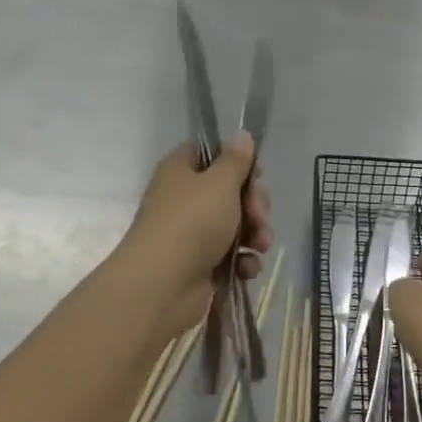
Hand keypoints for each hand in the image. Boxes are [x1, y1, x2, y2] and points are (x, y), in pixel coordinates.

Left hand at [119, 135, 272, 338]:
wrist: (162, 286)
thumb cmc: (191, 223)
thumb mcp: (220, 183)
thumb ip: (236, 160)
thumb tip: (242, 135)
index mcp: (181, 171)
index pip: (210, 153)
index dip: (237, 161)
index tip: (255, 174)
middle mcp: (185, 199)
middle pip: (231, 191)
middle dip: (254, 204)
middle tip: (259, 215)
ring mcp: (192, 234)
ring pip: (236, 224)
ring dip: (255, 234)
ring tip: (259, 246)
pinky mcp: (201, 265)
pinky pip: (231, 256)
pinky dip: (243, 261)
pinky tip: (246, 269)